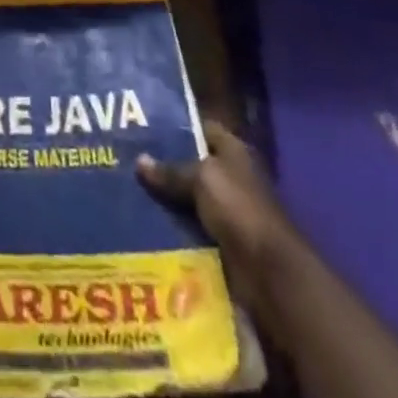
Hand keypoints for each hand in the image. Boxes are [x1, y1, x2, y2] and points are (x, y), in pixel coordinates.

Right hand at [138, 120, 298, 286]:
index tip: (143, 124)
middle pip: (192, 164)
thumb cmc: (238, 209)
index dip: (176, 125)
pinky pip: (189, 225)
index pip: (202, 128)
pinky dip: (172, 224)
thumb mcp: (202, 179)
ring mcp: (226, 210)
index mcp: (234, 152)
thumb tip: (139, 161)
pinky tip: (143, 218)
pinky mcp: (220, 239)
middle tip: (128, 158)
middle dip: (164, 163)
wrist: (268, 273)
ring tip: (128, 187)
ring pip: (187, 196)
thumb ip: (171, 170)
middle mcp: (231, 176)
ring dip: (165, 197)